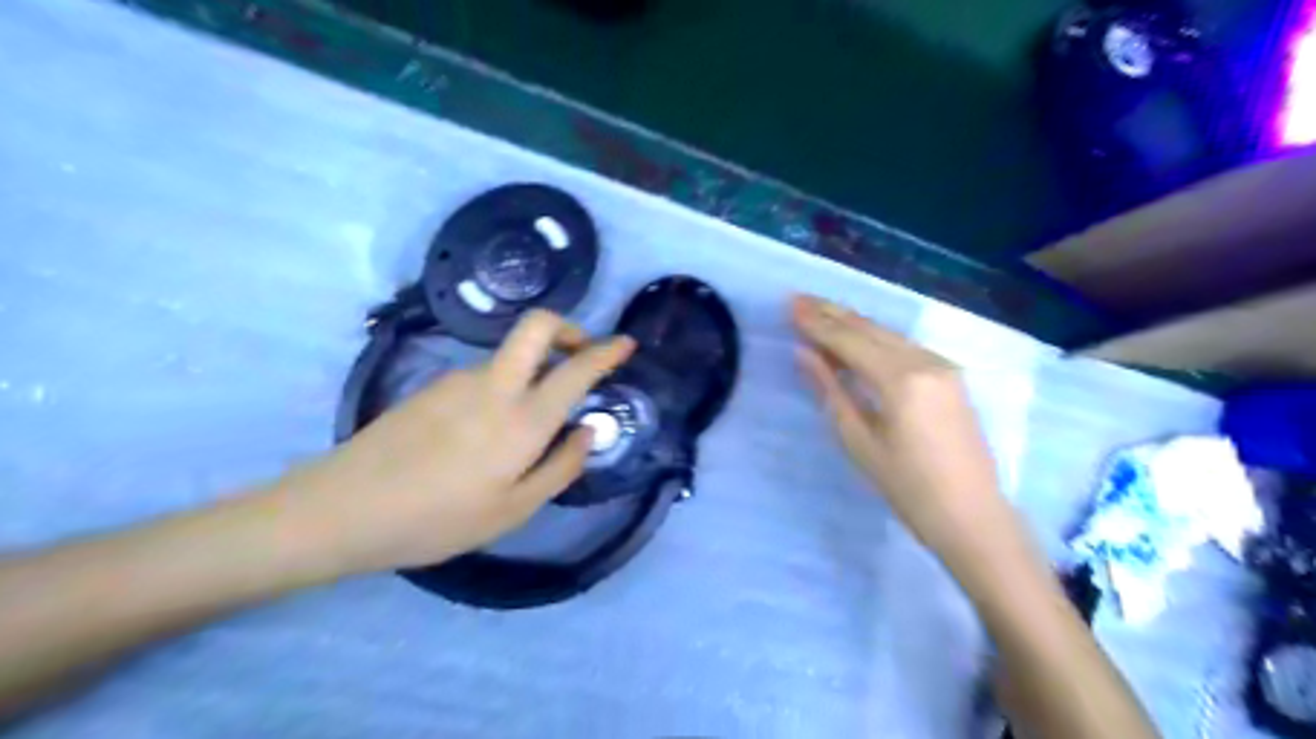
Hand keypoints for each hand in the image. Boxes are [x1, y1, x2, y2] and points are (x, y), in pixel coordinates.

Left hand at [270, 309, 631, 574]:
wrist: (343, 508)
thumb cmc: (438, 519)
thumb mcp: (513, 510)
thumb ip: (561, 467)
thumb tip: (589, 430)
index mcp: (522, 419)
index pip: (576, 369)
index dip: (606, 351)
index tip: (626, 344)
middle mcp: (494, 385)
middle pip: (537, 326)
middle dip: (569, 328)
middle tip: (581, 354)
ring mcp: (458, 379)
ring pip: (510, 355)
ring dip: (533, 368)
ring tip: (530, 421)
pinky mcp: (432, 386)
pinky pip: (483, 375)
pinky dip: (504, 385)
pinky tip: (485, 432)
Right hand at [790, 291, 1010, 547]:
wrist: (972, 515)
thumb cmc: (908, 487)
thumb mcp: (859, 442)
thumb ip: (830, 391)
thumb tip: (804, 353)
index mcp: (900, 379)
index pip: (849, 341)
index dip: (817, 323)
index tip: (790, 305)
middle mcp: (924, 361)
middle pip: (870, 329)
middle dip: (833, 313)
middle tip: (799, 299)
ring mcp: (942, 366)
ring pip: (888, 334)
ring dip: (853, 322)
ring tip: (821, 311)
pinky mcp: (950, 376)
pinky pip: (904, 346)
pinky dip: (875, 338)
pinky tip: (858, 336)